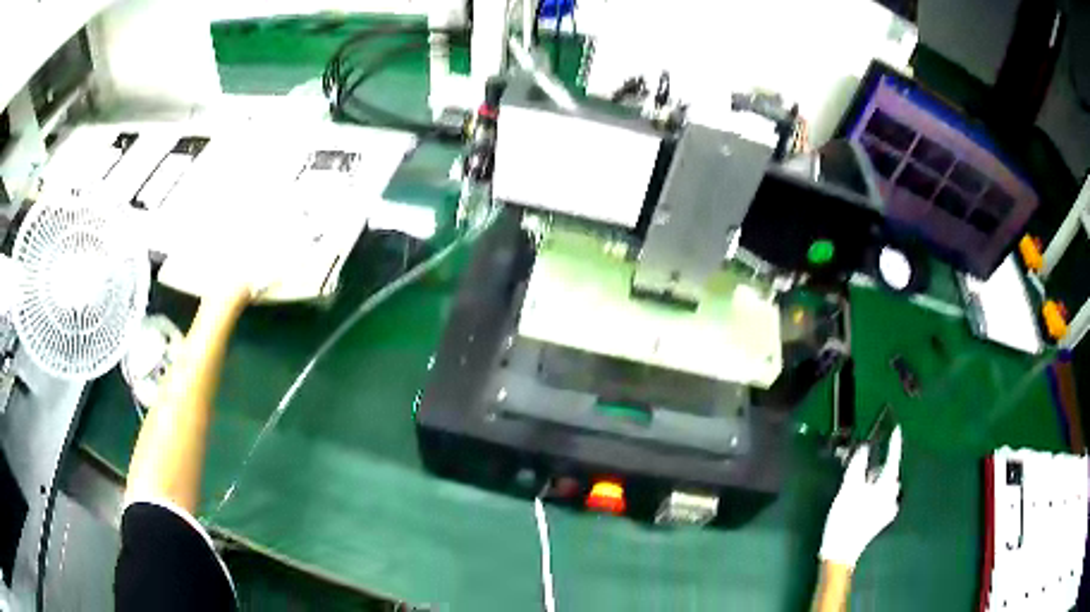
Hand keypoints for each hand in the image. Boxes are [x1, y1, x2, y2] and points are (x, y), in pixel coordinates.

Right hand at [819, 426, 902, 567]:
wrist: (840, 553)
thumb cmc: (846, 519)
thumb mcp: (848, 489)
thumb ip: (857, 465)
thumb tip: (863, 447)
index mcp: (887, 487)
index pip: (893, 459)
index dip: (894, 443)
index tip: (896, 429)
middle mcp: (892, 497)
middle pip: (890, 474)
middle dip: (882, 465)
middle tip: (868, 461)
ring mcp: (888, 511)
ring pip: (886, 487)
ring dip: (878, 480)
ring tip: (863, 480)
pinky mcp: (881, 521)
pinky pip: (883, 499)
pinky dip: (876, 492)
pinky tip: (865, 497)